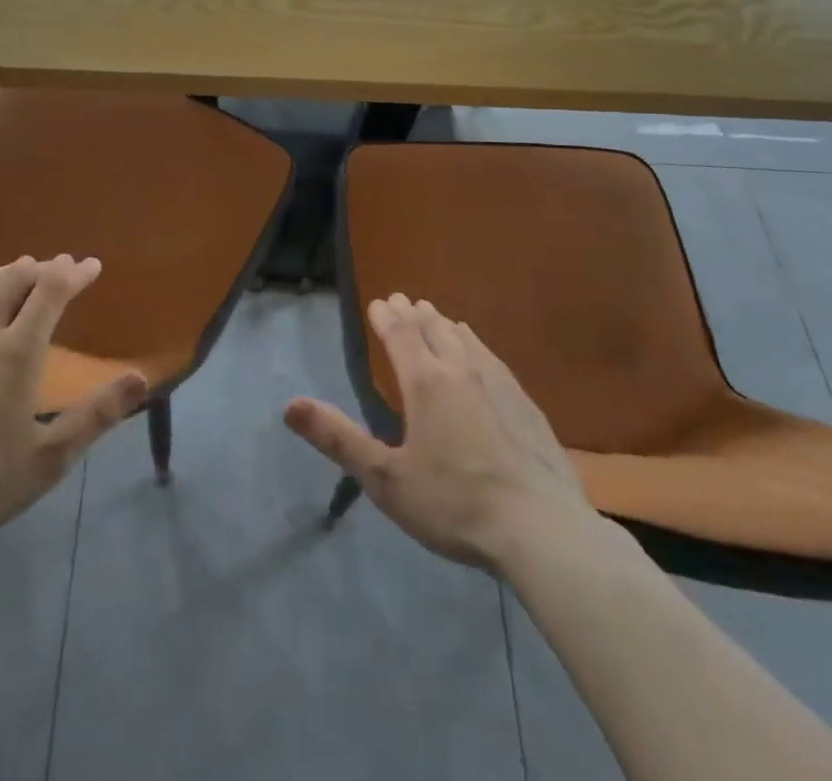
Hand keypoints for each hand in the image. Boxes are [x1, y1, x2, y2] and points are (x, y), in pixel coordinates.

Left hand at [0, 255, 148, 547]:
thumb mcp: (50, 457)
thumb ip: (97, 415)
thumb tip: (142, 378)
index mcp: (16, 352)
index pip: (51, 293)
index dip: (74, 274)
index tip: (92, 265)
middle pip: (14, 283)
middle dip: (43, 269)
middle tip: (61, 265)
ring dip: (4, 272)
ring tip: (22, 267)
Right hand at [284, 293, 602, 571]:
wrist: (542, 529)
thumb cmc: (454, 504)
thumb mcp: (386, 479)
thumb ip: (338, 439)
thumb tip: (289, 406)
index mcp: (426, 381)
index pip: (401, 333)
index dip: (386, 316)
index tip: (377, 303)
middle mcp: (462, 369)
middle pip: (433, 326)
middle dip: (413, 312)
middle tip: (402, 301)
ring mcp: (499, 382)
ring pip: (465, 338)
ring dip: (444, 323)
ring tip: (435, 318)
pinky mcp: (525, 403)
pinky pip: (491, 357)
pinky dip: (474, 344)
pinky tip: (480, 355)